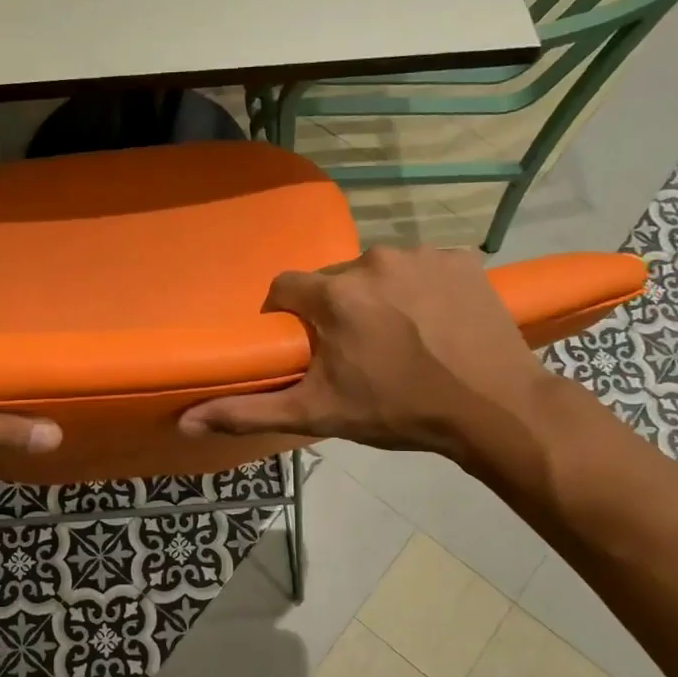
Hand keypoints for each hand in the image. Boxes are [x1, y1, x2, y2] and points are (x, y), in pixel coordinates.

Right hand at [178, 247, 559, 467]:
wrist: (493, 409)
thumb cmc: (398, 412)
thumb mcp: (317, 414)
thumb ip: (248, 412)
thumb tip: (185, 421)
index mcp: (333, 294)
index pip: (285, 289)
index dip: (287, 318)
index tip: (303, 348)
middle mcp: (373, 260)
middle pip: (333, 281)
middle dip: (334, 311)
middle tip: (354, 352)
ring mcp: (423, 255)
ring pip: (378, 272)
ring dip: (377, 298)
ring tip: (398, 340)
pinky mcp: (462, 259)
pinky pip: (423, 268)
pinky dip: (420, 290)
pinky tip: (434, 324)